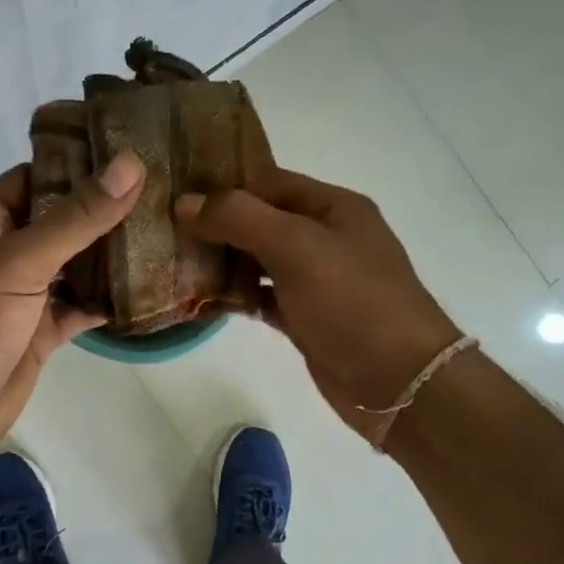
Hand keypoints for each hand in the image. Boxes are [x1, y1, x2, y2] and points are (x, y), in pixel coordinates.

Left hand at [0, 152, 145, 464]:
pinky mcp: (39, 330)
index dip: (80, 166)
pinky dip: (108, 300)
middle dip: (105, 212)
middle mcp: (3, 251)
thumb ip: (78, 217)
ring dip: (111, 256)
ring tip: (167, 233)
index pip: (36, 178)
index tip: (133, 157)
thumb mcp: (22, 260)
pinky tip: (150, 289)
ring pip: (74, 265)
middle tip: (163, 195)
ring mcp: (22, 293)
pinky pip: (79, 306)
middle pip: (60, 221)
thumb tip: (130, 164)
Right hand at [175, 168, 460, 436]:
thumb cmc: (352, 301)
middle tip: (165, 232)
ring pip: (258, 261)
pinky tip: (201, 301)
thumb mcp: (296, 247)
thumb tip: (185, 202)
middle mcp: (325, 238)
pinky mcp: (306, 318)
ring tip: (174, 265)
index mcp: (333, 208)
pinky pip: (262, 297)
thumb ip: (240, 218)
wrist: (399, 381)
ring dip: (222, 263)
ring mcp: (316, 281)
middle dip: (216, 227)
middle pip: (260, 221)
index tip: (176, 196)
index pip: (268, 183)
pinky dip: (235, 297)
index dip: (223, 187)